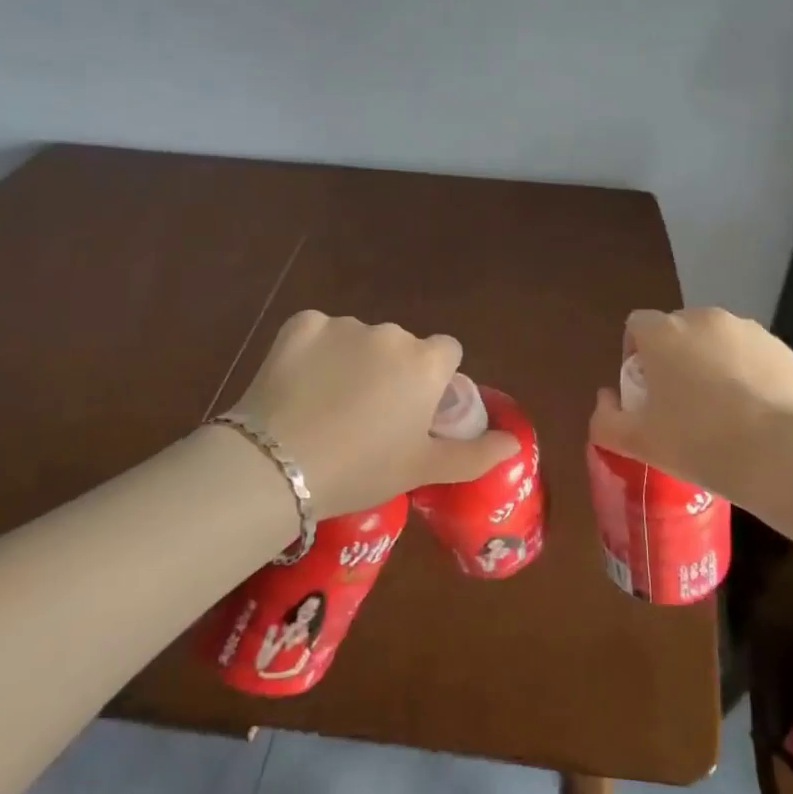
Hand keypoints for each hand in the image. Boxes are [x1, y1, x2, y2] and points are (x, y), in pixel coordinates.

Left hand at [224, 311, 519, 519]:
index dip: (433, 380)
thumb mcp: (423, 468)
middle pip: (402, 346)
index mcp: (425, 362)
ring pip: (359, 338)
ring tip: (327, 405)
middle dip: (392, 370)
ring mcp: (343, 325)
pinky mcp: (301, 323)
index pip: (446, 352)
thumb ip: (475, 453)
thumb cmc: (362, 470)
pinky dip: (314, 352)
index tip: (414, 410)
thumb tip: (514, 443)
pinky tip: (299, 385)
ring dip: (353, 360)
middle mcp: (391, 333)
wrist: (278, 465)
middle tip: (368, 415)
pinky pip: (319, 333)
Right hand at [589, 307, 792, 501]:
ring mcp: (747, 330)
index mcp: (663, 333)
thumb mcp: (639, 443)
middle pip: (677, 331)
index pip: (636, 326)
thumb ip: (606, 419)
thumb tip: (605, 401)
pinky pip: (750, 355)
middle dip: (674, 359)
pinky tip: (754, 413)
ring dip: (710, 364)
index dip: (635, 356)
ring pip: (716, 342)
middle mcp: (703, 319)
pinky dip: (746, 374)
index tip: (645, 393)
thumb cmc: (701, 443)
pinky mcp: (782, 348)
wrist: (786, 454)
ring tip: (722, 411)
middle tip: (680, 406)